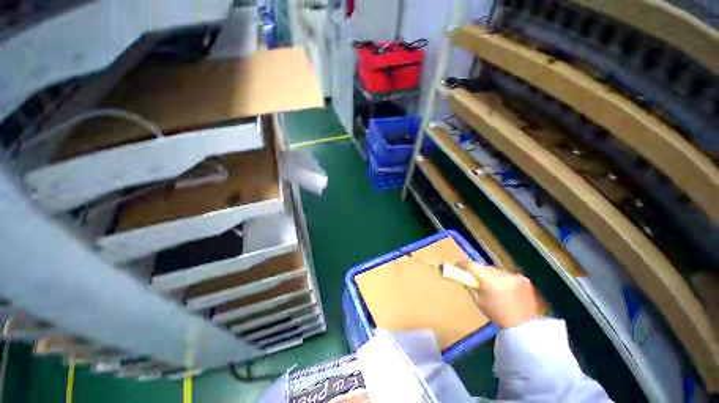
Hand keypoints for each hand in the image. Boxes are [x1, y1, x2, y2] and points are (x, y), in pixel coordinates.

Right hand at [458, 261, 541, 328]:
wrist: (524, 326)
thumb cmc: (497, 315)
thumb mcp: (478, 300)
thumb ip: (469, 285)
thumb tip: (463, 276)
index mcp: (490, 280)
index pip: (472, 265)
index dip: (462, 264)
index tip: (457, 265)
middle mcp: (503, 274)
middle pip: (484, 267)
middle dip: (478, 270)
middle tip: (473, 276)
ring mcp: (515, 275)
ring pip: (495, 270)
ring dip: (491, 274)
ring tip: (490, 284)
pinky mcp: (523, 278)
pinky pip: (507, 274)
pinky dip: (503, 279)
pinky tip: (504, 288)